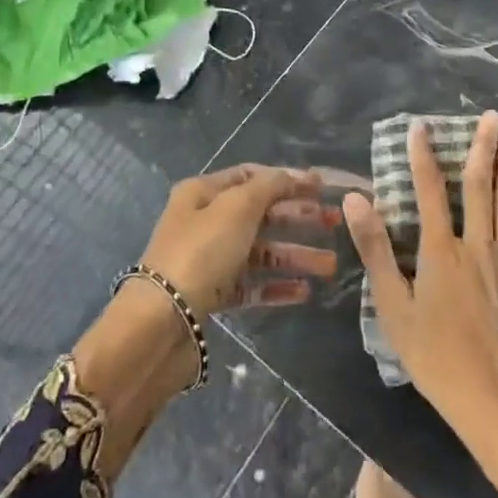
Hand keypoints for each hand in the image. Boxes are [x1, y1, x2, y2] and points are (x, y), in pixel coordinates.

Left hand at [74, 164, 336, 480]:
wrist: (160, 323)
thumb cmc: (201, 252)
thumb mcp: (238, 207)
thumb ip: (270, 187)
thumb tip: (294, 175)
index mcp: (203, 192)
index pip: (251, 176)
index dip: (287, 179)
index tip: (322, 187)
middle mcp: (204, 221)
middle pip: (260, 213)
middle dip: (299, 217)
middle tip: (336, 223)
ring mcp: (208, 260)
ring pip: (260, 252)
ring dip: (295, 255)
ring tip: (331, 266)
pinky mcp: (212, 296)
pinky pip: (251, 285)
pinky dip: (277, 286)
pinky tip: (304, 292)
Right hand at [344, 113, 497, 497]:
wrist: (490, 400)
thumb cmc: (433, 356)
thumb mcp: (392, 305)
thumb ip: (375, 248)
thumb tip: (355, 197)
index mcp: (440, 250)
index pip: (430, 189)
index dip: (423, 155)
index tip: (421, 125)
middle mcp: (477, 245)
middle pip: (480, 187)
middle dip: (483, 148)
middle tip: (491, 116)